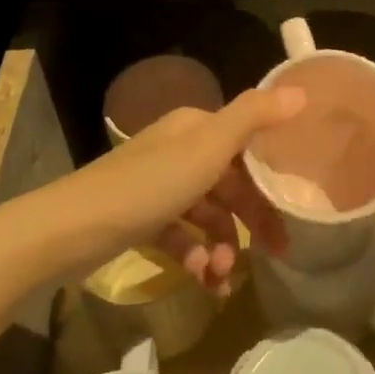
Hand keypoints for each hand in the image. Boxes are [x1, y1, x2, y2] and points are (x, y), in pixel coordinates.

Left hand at [48, 86, 304, 292]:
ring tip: (222, 278)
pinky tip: (200, 281)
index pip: (248, 146)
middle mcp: (180, 151)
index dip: (273, 175)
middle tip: (277, 254)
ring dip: (221, 247)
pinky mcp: (142, 219)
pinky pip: (182, 238)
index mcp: (196, 128)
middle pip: (231, 184)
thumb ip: (255, 118)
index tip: (296, 207)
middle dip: (252, 221)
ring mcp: (159, 186)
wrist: (72, 228)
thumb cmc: (150, 184)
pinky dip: (194, 257)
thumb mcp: (209, 147)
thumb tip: (302, 92)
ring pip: (207, 216)